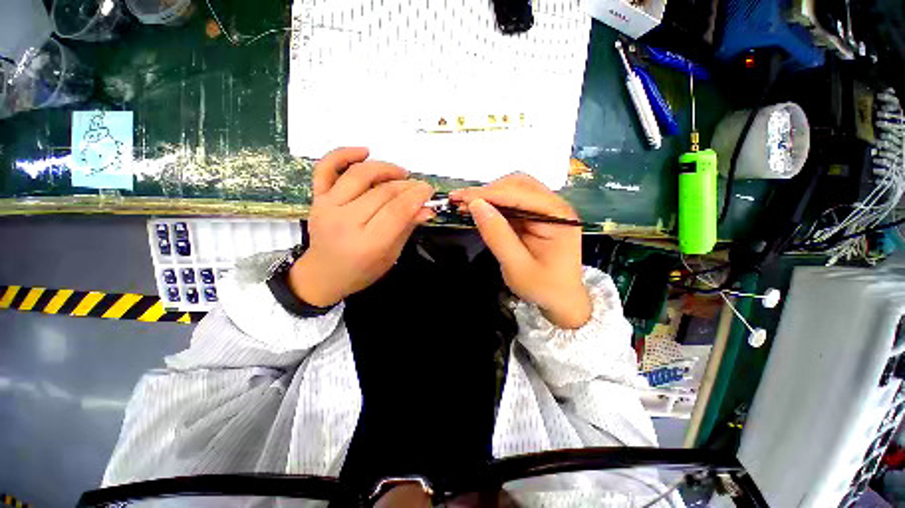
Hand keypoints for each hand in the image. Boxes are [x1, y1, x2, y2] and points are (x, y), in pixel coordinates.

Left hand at [289, 147, 433, 305]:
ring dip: (385, 168)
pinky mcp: (317, 198)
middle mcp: (345, 221)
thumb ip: (407, 228)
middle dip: (407, 185)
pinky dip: (343, 154)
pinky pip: (326, 168)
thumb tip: (427, 209)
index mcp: (367, 243)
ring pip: (359, 175)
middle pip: (383, 192)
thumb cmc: (361, 271)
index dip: (416, 196)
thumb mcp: (391, 255)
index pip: (397, 210)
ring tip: (401, 172)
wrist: (323, 274)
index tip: (429, 190)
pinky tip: (364, 151)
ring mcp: (327, 207)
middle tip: (420, 186)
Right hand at [451, 174, 590, 328]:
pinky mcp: (535, 218)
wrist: (560, 301)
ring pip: (513, 191)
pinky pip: (512, 204)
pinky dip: (493, 206)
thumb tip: (476, 205)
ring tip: (465, 205)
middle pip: (518, 185)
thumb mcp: (517, 266)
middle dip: (487, 191)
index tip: (460, 197)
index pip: (519, 194)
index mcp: (558, 217)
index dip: (488, 194)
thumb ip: (497, 235)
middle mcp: (554, 207)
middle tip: (460, 201)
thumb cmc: (543, 288)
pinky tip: (478, 210)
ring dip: (488, 196)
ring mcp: (545, 211)